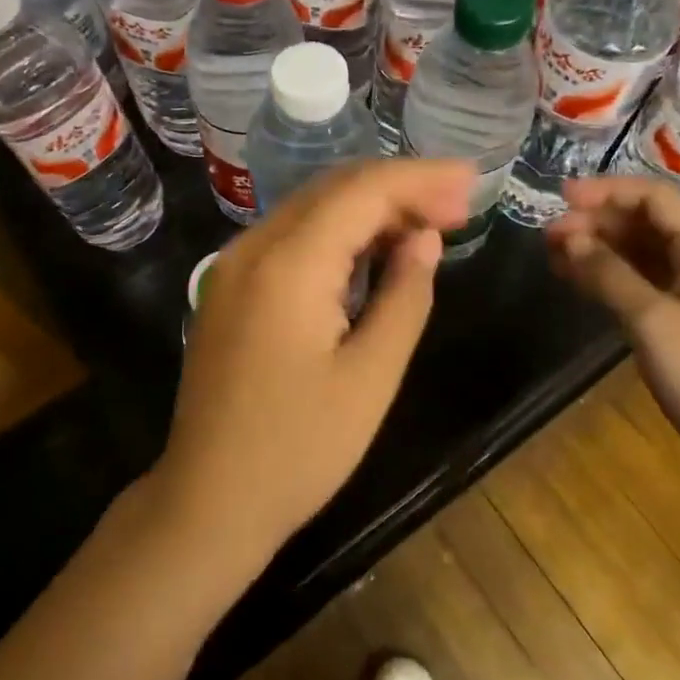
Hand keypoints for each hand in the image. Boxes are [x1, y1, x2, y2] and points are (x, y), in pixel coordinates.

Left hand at [153, 159, 475, 575]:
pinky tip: (374, 248)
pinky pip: (291, 237)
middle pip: (334, 189)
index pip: (361, 191)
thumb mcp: (370, 377)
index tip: (471, 179)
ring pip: (312, 208)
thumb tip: (425, 238)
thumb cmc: (298, 450)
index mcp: (288, 263)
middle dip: (399, 187)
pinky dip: (338, 233)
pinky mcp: (230, 286)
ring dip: (370, 207)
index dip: (420, 178)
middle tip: (459, 203)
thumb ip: (403, 296)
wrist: (209, 501)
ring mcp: (233, 264)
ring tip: (429, 222)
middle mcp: (253, 246)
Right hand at [547, 175, 679, 470]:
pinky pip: (639, 279)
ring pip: (639, 250)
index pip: (654, 198)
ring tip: (552, 253)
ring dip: (597, 247)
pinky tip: (573, 276)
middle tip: (548, 234)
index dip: (606, 191)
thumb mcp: (652, 320)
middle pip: (645, 222)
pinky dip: (606, 273)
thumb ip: (608, 272)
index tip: (561, 197)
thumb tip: (568, 237)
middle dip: (596, 221)